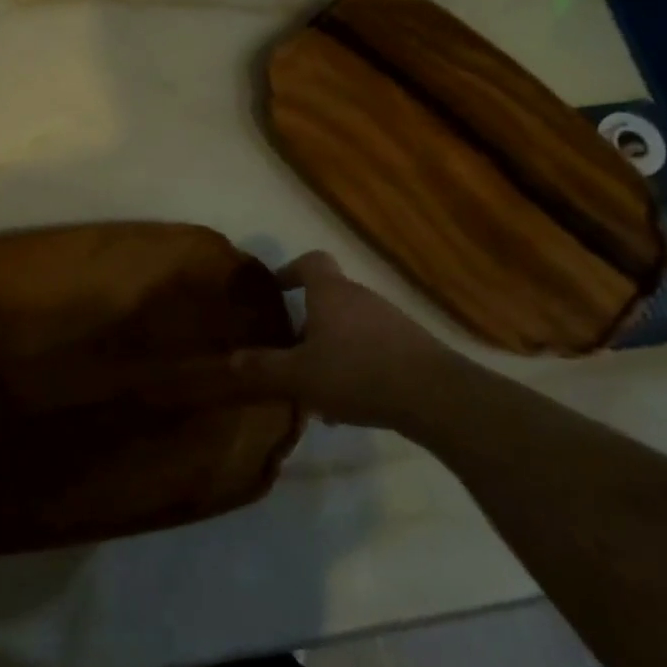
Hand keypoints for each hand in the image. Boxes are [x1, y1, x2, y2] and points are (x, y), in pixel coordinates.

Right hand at [232, 251, 473, 428]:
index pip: (311, 261)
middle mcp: (361, 298)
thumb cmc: (356, 373)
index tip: (276, 290)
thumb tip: (231, 360)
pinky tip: (348, 404)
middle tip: (288, 351)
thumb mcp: (299, 375)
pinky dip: (356, 367)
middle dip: (307, 322)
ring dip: (331, 349)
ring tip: (315, 386)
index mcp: (331, 293)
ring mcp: (391, 321)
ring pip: (351, 328)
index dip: (290, 270)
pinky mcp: (412, 347)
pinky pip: (373, 349)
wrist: (435, 396)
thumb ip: (264, 367)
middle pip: (329, 298)